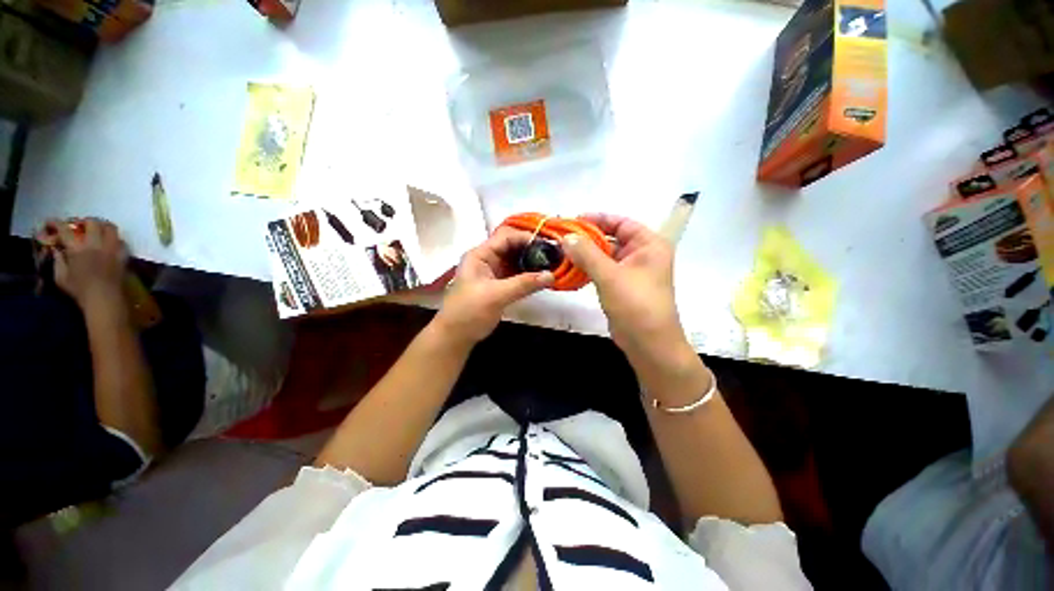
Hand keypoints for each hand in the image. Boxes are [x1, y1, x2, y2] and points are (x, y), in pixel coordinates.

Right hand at [39, 218, 127, 307]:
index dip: (56, 223)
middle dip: (84, 221)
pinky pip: (122, 241)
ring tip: (97, 230)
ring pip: (111, 227)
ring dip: (102, 226)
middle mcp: (95, 244)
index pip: (65, 230)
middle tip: (79, 226)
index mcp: (77, 249)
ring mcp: (111, 249)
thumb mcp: (61, 278)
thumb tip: (56, 250)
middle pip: (92, 222)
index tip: (51, 223)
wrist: (105, 299)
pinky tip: (110, 243)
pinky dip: (115, 239)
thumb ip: (57, 261)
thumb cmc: (80, 291)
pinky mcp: (123, 255)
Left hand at [434, 227, 553, 345]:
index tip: (547, 245)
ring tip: (552, 265)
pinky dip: (529, 275)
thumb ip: (523, 284)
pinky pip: (517, 274)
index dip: (526, 238)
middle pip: (512, 246)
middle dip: (532, 249)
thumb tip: (551, 276)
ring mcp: (493, 272)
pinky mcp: (499, 285)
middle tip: (554, 255)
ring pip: (516, 260)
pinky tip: (542, 277)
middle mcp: (487, 259)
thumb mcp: (496, 295)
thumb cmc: (469, 311)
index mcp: (480, 255)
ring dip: (532, 262)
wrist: (455, 336)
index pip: (506, 236)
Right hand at [561, 213, 686, 359]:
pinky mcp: (621, 286)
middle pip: (611, 238)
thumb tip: (566, 237)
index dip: (598, 219)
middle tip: (562, 237)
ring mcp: (630, 271)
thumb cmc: (636, 305)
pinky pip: (602, 270)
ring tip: (561, 251)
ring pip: (605, 255)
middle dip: (587, 238)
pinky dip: (588, 268)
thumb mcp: (610, 276)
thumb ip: (587, 254)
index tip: (573, 219)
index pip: (621, 222)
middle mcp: (642, 254)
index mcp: (649, 245)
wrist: (649, 344)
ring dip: (585, 254)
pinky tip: (570, 268)